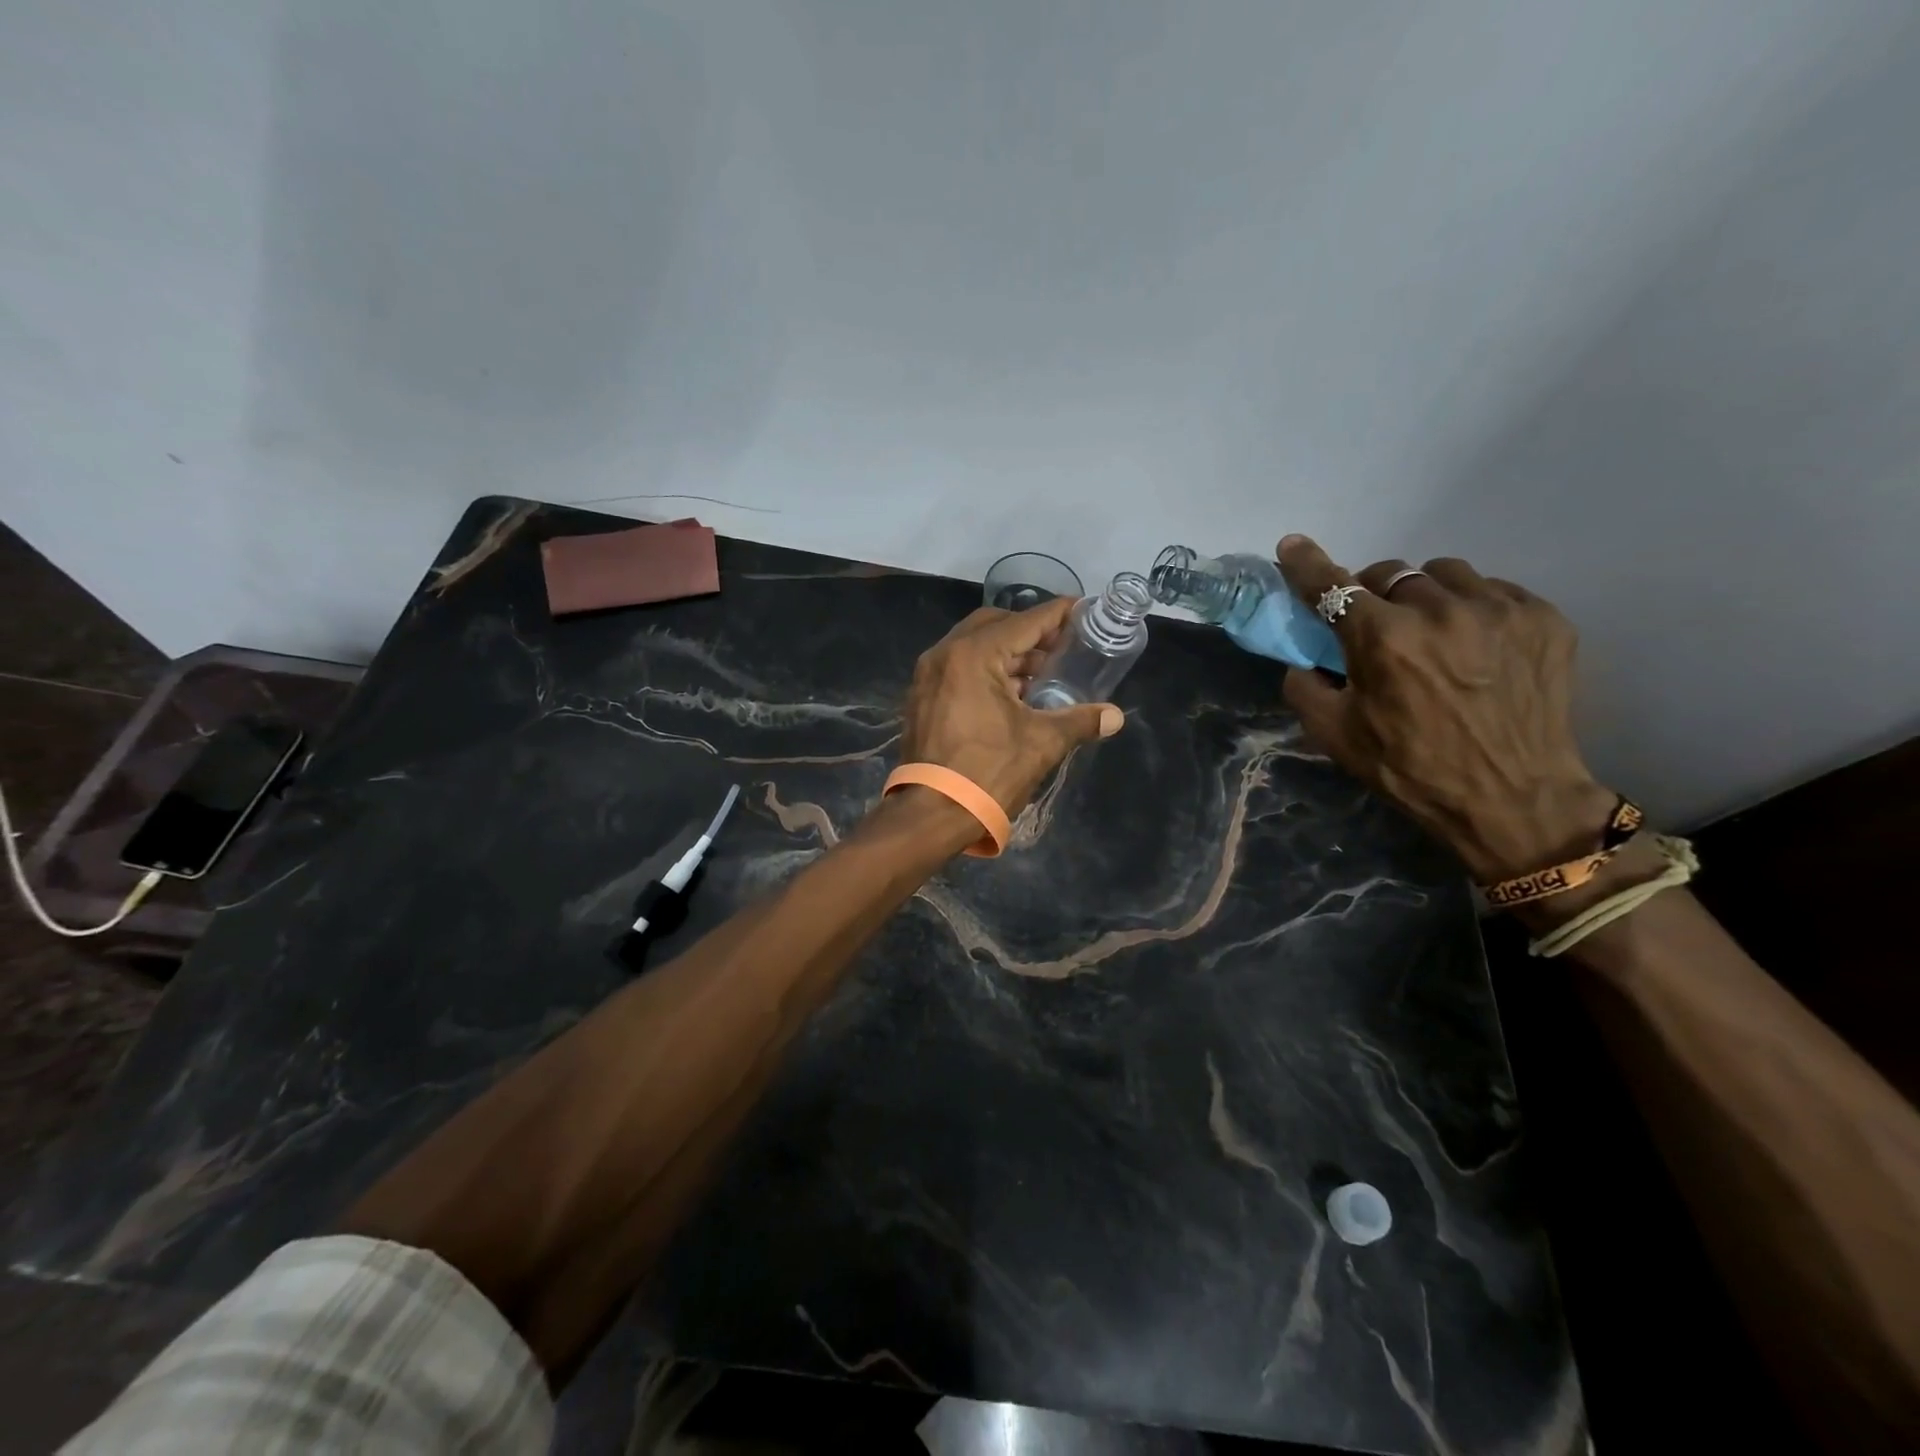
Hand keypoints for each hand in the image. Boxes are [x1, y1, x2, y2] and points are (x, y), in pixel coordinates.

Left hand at [900, 597, 1125, 814]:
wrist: (931, 815)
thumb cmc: (988, 772)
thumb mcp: (1041, 744)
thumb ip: (1079, 721)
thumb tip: (1115, 716)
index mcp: (972, 655)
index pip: (1024, 622)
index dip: (1057, 615)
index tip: (1082, 609)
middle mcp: (944, 654)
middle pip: (994, 626)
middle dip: (1030, 632)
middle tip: (1062, 646)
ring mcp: (927, 676)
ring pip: (974, 647)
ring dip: (1008, 654)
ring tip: (1043, 674)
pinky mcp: (922, 697)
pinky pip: (959, 668)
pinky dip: (987, 671)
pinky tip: (1013, 694)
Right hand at [1275, 535, 1616, 883]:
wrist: (1514, 799)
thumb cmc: (1411, 769)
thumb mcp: (1335, 735)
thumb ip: (1304, 687)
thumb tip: (1304, 658)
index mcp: (1383, 639)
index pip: (1333, 586)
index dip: (1307, 564)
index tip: (1292, 545)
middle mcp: (1440, 610)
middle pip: (1389, 573)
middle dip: (1373, 594)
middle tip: (1375, 625)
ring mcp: (1498, 609)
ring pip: (1443, 574)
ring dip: (1423, 595)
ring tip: (1430, 631)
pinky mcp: (1543, 617)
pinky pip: (1492, 590)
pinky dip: (1470, 608)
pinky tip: (1474, 645)